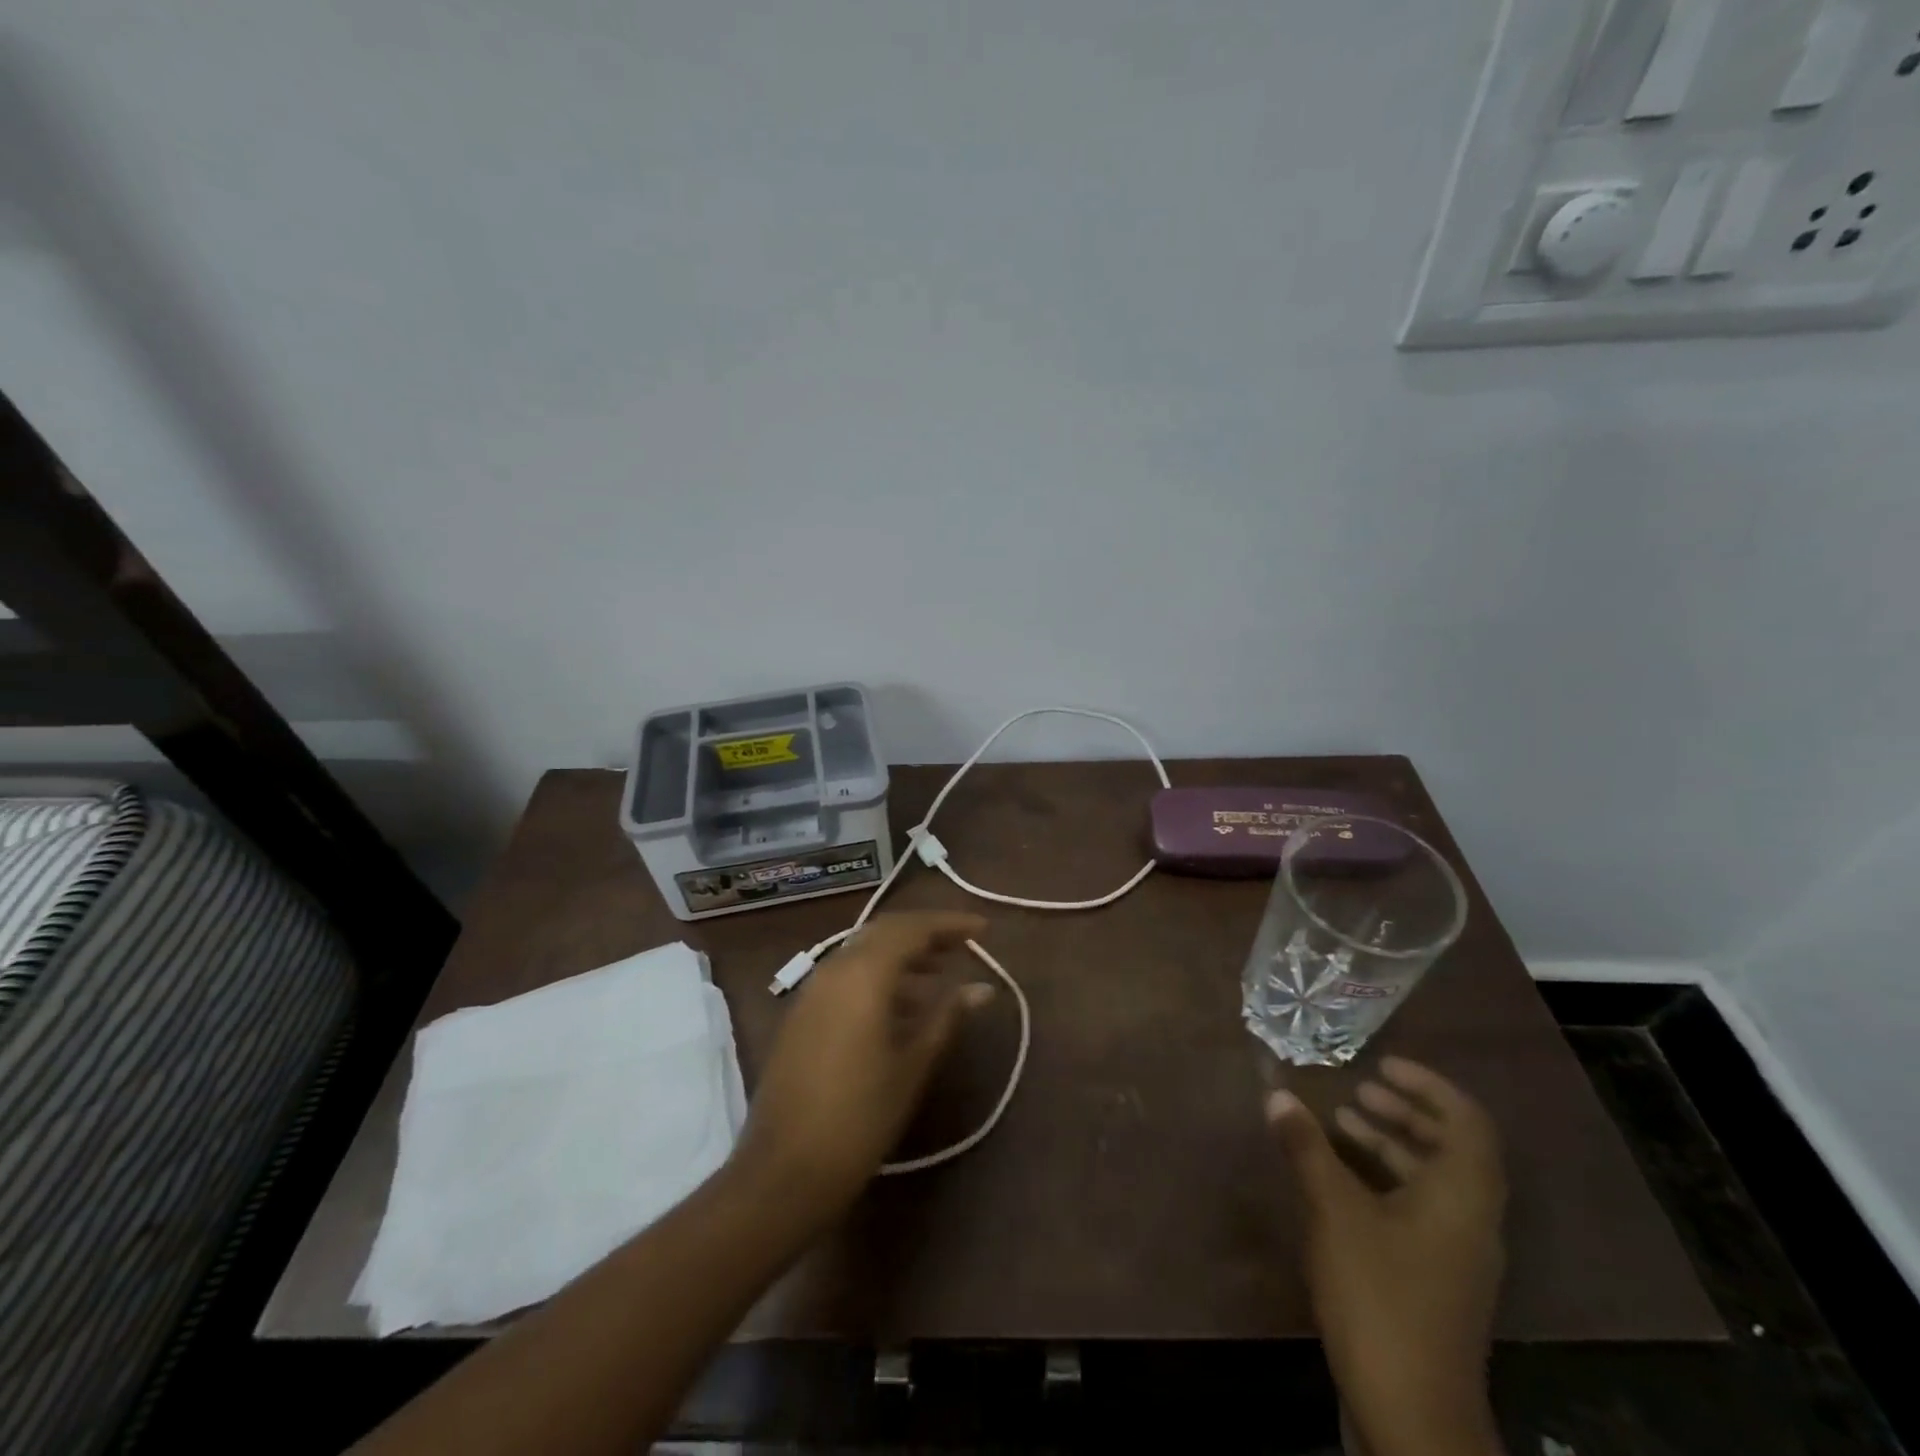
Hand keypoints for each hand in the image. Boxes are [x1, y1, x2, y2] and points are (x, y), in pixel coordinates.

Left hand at [731, 911, 992, 1228]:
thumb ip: (947, 1017)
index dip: (949, 924)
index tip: (983, 929)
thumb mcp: (912, 1065)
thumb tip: (982, 988)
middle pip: (885, 933)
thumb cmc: (860, 1117)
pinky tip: (901, 1008)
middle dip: (925, 935)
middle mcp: (833, 969)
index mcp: (862, 974)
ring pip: (864, 953)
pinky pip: (847, 976)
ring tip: (939, 978)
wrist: (784, 1171)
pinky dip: (878, 977)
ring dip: (902, 956)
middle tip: (963, 947)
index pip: (911, 928)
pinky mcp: (801, 1014)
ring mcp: (812, 991)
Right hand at [1267, 1057, 1506, 1455]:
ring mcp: (1456, 1255)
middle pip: (1451, 1148)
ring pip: (1431, 1180)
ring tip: (1340, 1123)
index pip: (1467, 1121)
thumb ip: (1307, 1149)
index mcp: (1463, 1197)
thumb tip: (1277, 1095)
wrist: (1412, 1413)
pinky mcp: (1436, 1279)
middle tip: (1359, 1089)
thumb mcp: (1334, 1211)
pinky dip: (1383, 1181)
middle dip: (1405, 1111)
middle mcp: (1471, 1220)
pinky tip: (1338, 1180)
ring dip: (1390, 1145)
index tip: (1382, 1064)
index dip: (1429, 1085)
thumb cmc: (1381, 1295)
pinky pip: (1418, 1208)